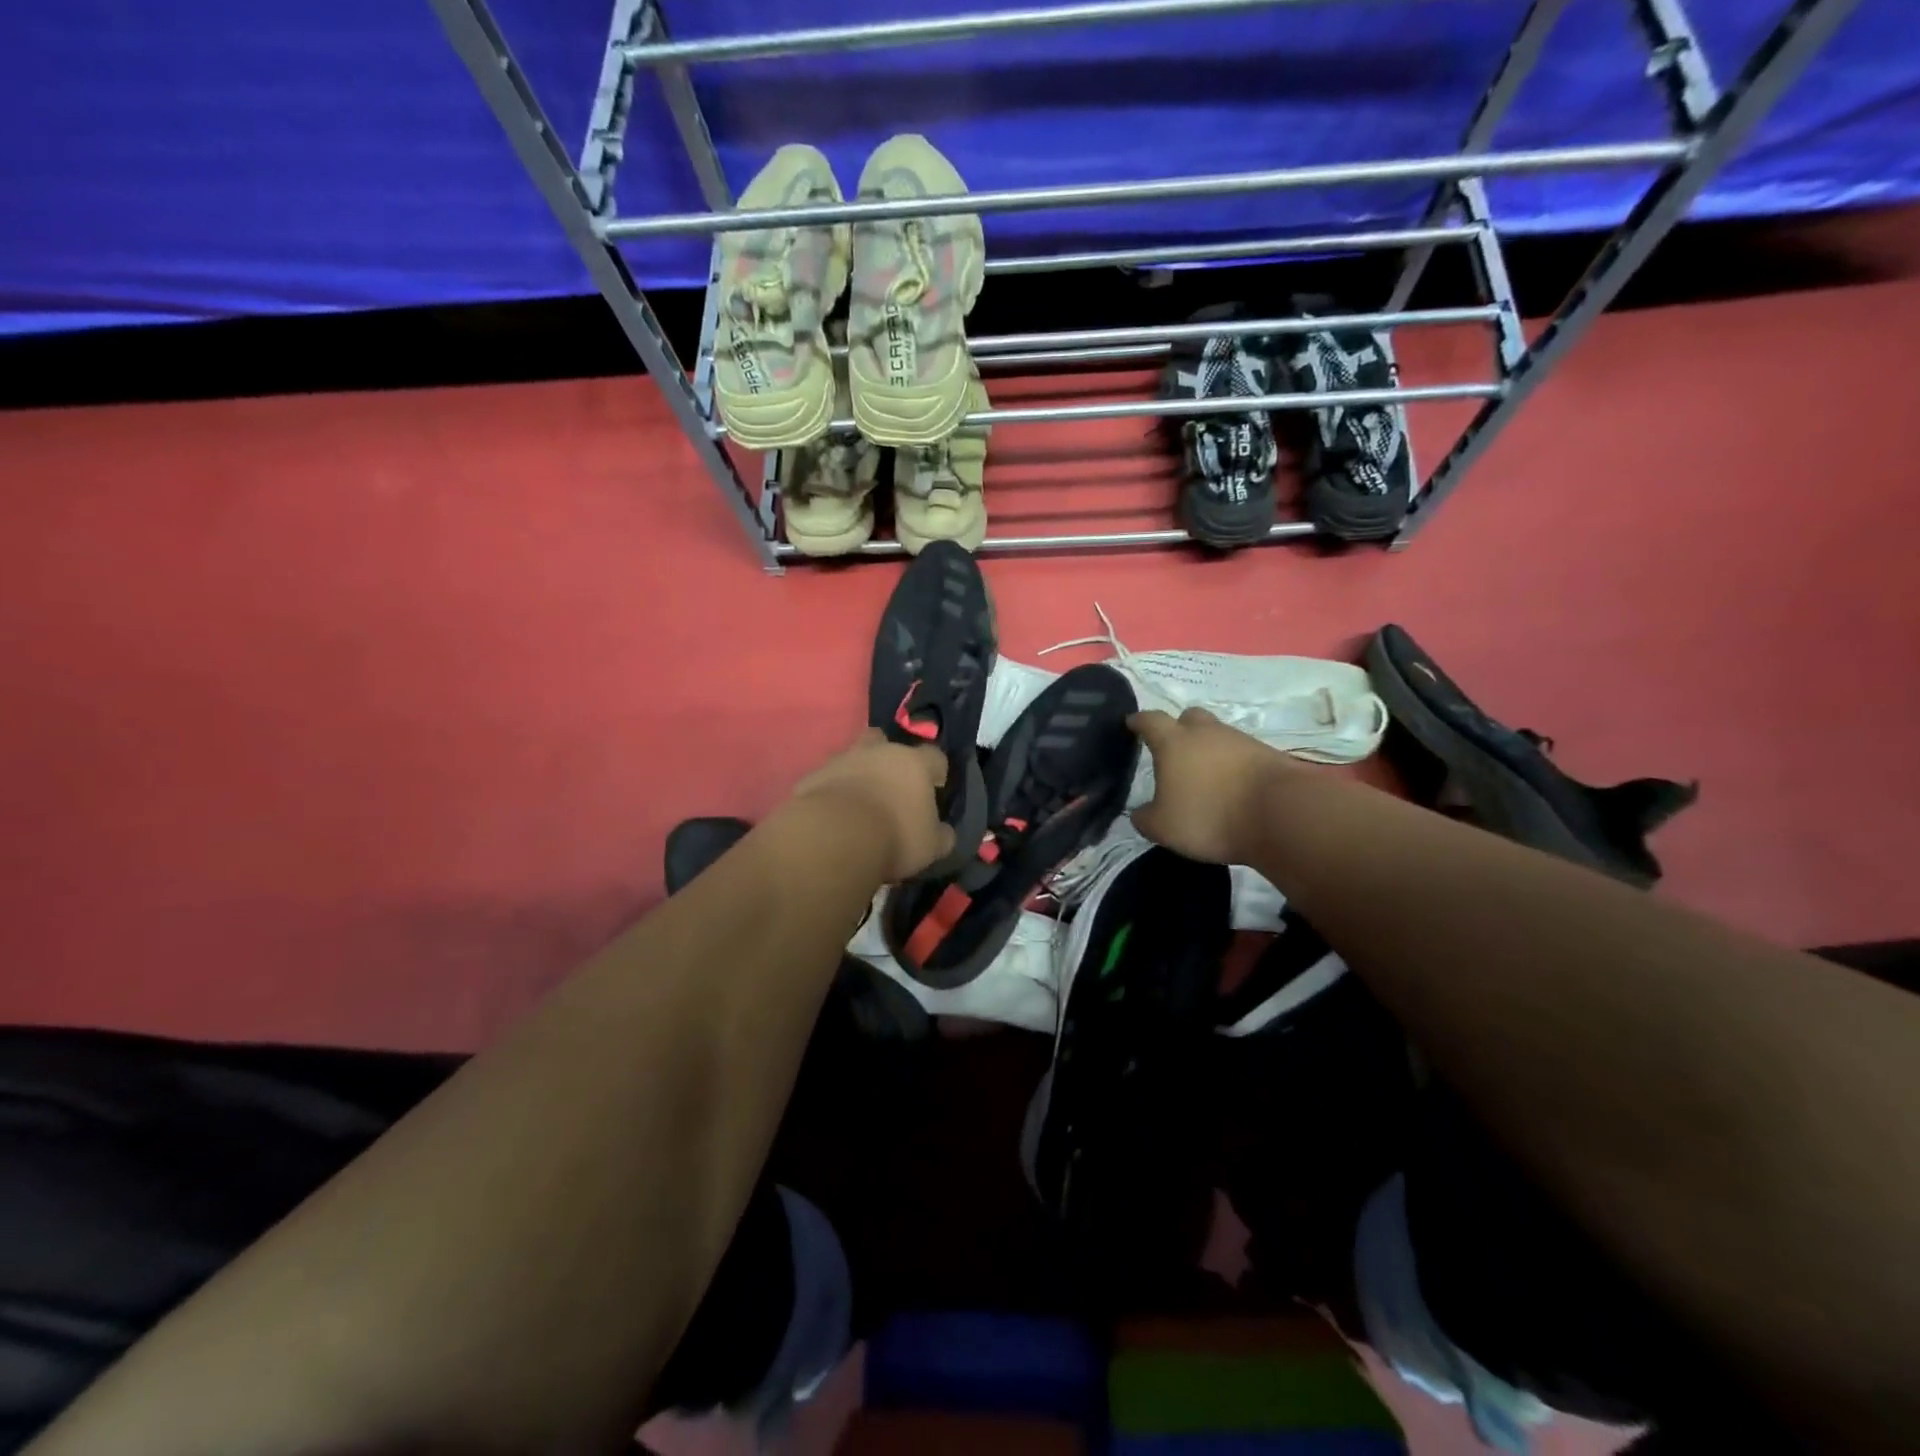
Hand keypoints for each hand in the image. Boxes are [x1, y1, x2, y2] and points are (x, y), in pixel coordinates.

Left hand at [790, 729, 954, 881]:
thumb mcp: (931, 846)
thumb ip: (941, 835)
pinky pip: (826, 779)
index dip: (936, 771)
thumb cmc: (895, 836)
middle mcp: (878, 752)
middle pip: (884, 740)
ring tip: (858, 800)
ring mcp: (841, 760)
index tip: (935, 788)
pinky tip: (832, 814)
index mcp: (913, 763)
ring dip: (857, 771)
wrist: (834, 837)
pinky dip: (831, 790)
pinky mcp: (812, 777)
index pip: (934, 756)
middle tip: (890, 784)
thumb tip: (943, 832)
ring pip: (851, 756)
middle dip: (888, 757)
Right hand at [1128, 707, 1294, 863]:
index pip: (1150, 721)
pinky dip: (1233, 765)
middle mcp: (1206, 733)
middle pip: (1189, 717)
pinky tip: (1232, 786)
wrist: (1281, 815)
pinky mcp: (1268, 755)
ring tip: (1205, 774)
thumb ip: (1145, 818)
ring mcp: (1240, 741)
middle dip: (1179, 728)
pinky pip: (1242, 754)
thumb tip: (1141, 813)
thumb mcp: (1163, 828)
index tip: (1132, 723)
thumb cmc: (1209, 816)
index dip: (1139, 721)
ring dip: (1209, 748)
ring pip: (1218, 735)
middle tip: (1174, 747)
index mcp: (1174, 743)